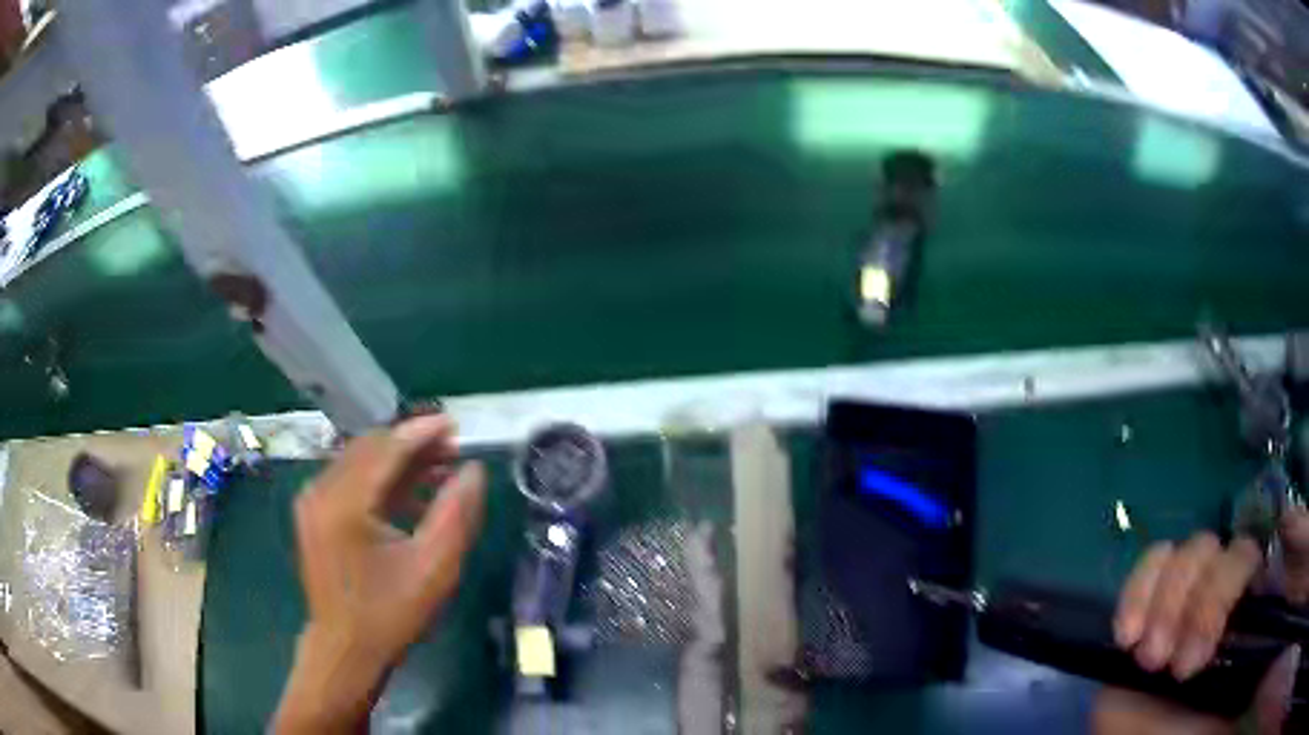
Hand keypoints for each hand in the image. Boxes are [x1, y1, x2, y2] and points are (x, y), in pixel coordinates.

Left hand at [273, 415, 486, 734]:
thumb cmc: (391, 613)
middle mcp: (321, 492)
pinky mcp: (314, 514)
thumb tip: (474, 470)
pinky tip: (411, 493)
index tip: (454, 425)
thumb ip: (456, 513)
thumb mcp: (434, 568)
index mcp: (344, 504)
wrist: (346, 648)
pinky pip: (349, 480)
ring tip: (438, 467)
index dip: (421, 433)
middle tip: (451, 448)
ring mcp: (313, 502)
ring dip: (397, 460)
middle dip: (411, 444)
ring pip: (358, 461)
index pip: (385, 449)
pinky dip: (380, 479)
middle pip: (369, 449)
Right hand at [1098, 508, 1308, 733]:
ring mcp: (1191, 603)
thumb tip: (1295, 539)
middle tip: (1185, 669)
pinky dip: (1140, 588)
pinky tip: (1130, 635)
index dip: (1253, 568)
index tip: (1234, 626)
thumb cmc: (1208, 730)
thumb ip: (1280, 612)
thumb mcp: (1249, 678)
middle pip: (1233, 548)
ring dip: (1171, 600)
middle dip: (1207, 603)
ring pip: (1195, 551)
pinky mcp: (1148, 616)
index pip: (1271, 547)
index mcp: (1259, 606)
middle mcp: (1232, 597)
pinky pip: (1150, 566)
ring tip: (1153, 660)